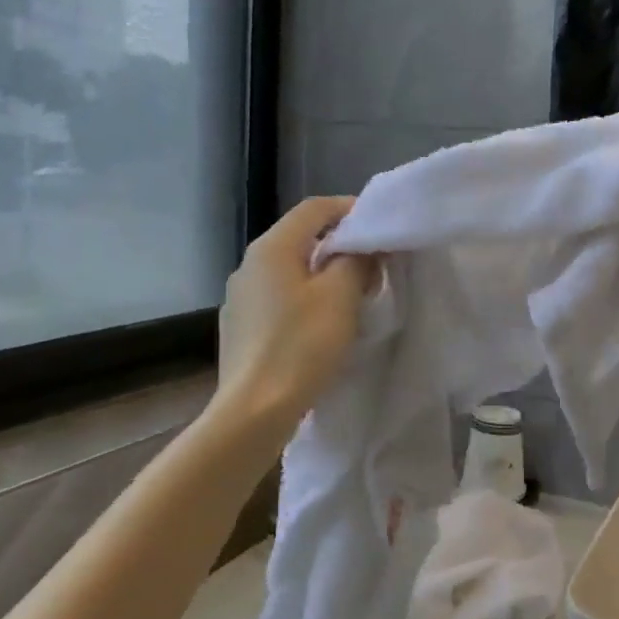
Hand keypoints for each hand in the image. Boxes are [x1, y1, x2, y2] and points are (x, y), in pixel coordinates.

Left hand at [216, 196, 372, 431]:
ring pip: (289, 270)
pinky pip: (278, 298)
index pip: (314, 208)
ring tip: (352, 293)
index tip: (380, 225)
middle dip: (340, 244)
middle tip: (374, 262)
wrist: (254, 410)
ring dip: (322, 273)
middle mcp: (248, 264)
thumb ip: (356, 260)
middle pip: (300, 238)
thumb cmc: (301, 345)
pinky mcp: (239, 327)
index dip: (349, 208)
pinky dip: (304, 298)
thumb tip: (364, 246)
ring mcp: (239, 297)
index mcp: (272, 247)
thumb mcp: (340, 296)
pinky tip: (320, 324)